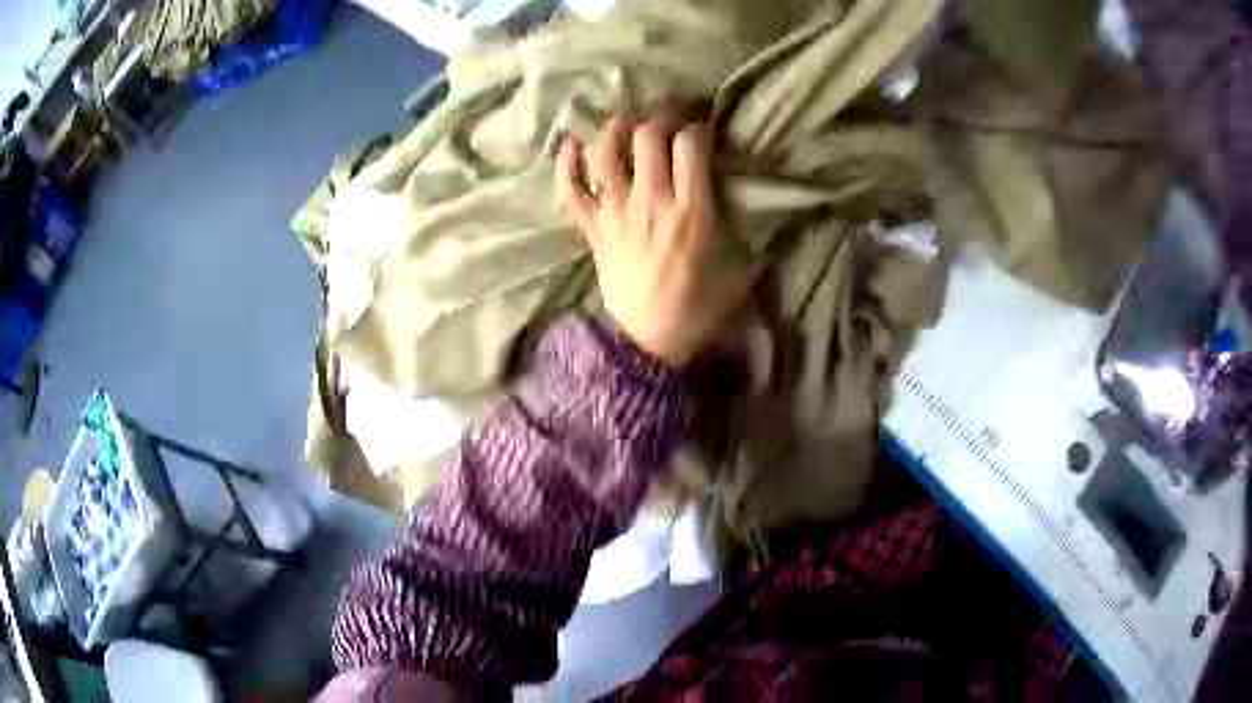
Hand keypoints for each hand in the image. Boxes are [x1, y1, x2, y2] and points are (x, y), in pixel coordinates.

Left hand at [557, 116, 755, 368]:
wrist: (647, 343)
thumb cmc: (696, 311)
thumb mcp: (739, 277)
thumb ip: (755, 245)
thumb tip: (771, 226)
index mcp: (691, 212)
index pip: (691, 145)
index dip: (699, 128)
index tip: (704, 131)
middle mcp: (650, 203)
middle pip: (648, 137)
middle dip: (662, 117)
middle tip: (670, 119)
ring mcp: (615, 214)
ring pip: (605, 153)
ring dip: (615, 129)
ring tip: (626, 123)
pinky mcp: (592, 229)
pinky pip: (570, 189)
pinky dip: (565, 164)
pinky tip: (571, 144)